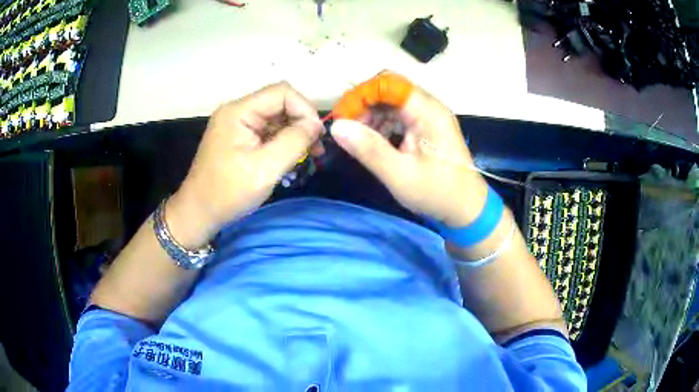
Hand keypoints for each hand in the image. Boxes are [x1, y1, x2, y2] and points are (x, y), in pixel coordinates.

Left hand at [167, 82, 323, 247]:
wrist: (199, 213)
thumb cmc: (228, 192)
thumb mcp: (265, 168)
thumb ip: (294, 141)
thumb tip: (316, 125)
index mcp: (239, 111)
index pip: (282, 92)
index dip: (304, 109)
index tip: (317, 136)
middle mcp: (238, 111)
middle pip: (280, 102)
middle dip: (301, 122)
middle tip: (316, 148)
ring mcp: (238, 124)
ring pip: (277, 117)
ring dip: (295, 133)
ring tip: (309, 155)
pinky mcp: (240, 137)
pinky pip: (269, 131)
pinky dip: (284, 141)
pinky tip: (292, 157)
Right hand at [331, 74, 487, 227]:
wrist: (467, 209)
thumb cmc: (437, 192)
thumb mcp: (399, 174)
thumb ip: (368, 149)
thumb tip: (337, 126)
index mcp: (427, 111)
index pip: (388, 83)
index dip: (361, 94)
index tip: (342, 117)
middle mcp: (429, 106)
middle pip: (389, 90)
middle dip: (363, 105)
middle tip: (347, 129)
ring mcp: (429, 116)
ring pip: (392, 102)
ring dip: (371, 115)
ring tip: (358, 138)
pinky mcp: (427, 127)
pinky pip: (399, 115)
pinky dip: (382, 124)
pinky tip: (373, 141)